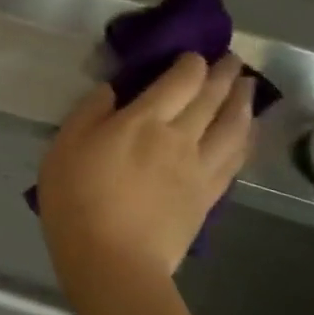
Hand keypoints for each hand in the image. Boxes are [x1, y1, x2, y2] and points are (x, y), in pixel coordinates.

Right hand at [37, 53, 255, 283]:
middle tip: (232, 60)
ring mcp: (200, 168)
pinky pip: (235, 158)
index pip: (179, 80)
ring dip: (243, 102)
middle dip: (224, 74)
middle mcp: (181, 137)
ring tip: (248, 88)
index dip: (190, 63)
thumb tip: (113, 90)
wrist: (112, 260)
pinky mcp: (208, 195)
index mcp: (144, 121)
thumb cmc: (77, 199)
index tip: (193, 54)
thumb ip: (90, 112)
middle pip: (212, 98)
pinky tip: (246, 132)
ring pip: (233, 126)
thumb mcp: (64, 147)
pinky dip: (245, 137)